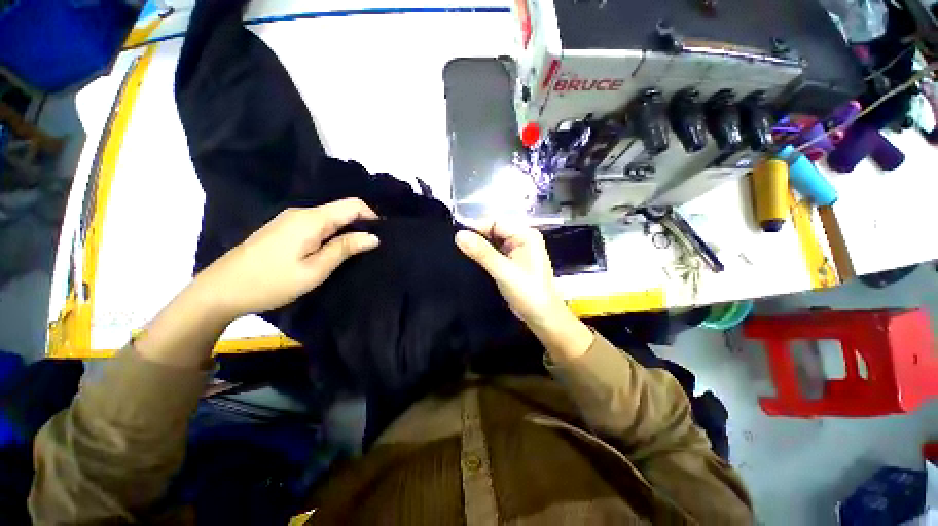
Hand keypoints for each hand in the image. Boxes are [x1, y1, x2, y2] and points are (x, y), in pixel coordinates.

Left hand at [196, 198, 379, 320]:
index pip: (353, 205)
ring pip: (330, 218)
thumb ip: (344, 249)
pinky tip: (332, 251)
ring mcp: (290, 219)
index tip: (382, 236)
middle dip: (361, 225)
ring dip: (346, 231)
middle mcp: (302, 213)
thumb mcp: (314, 270)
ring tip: (355, 252)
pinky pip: (317, 225)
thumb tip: (373, 237)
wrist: (220, 291)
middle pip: (341, 210)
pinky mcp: (283, 229)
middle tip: (371, 249)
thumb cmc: (271, 282)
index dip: (372, 216)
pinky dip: (331, 234)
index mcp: (311, 219)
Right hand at [455, 222, 592, 358]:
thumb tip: (458, 235)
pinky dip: (485, 254)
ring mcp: (518, 249)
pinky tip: (474, 260)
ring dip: (480, 247)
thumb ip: (482, 252)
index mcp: (525, 234)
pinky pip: (495, 251)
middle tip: (459, 248)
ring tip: (463, 254)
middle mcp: (522, 237)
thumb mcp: (503, 271)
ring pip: (493, 241)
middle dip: (478, 237)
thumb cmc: (527, 292)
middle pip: (494, 230)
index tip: (458, 238)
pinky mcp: (513, 260)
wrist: (541, 316)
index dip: (477, 228)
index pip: (496, 222)